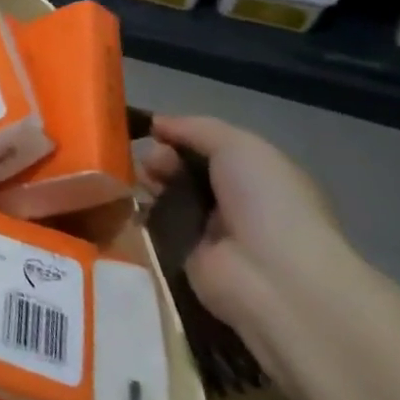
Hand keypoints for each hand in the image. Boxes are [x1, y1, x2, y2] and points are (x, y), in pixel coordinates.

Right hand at [139, 115, 358, 335]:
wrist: (272, 276)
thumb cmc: (266, 202)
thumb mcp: (238, 146)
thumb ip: (195, 128)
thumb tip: (156, 123)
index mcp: (254, 174)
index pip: (207, 147)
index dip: (178, 136)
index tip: (154, 132)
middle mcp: (232, 200)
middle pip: (181, 168)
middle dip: (161, 158)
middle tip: (153, 165)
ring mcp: (207, 229)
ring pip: (164, 195)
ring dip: (148, 183)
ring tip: (141, 184)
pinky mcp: (182, 254)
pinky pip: (154, 225)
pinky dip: (140, 213)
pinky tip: (128, 203)